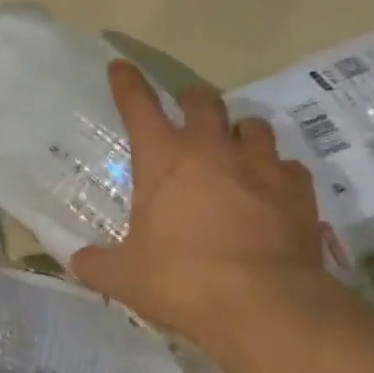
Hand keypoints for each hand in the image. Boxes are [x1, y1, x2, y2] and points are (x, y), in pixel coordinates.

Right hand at [71, 62, 347, 364]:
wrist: (266, 305)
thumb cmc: (183, 281)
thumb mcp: (127, 278)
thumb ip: (98, 264)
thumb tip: (76, 262)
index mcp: (163, 158)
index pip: (138, 104)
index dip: (127, 82)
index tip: (121, 66)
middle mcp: (211, 148)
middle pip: (203, 100)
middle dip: (194, 100)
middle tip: (190, 113)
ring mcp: (259, 164)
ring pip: (253, 125)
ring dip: (241, 133)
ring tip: (238, 150)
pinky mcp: (297, 188)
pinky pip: (288, 166)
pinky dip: (279, 173)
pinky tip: (274, 191)